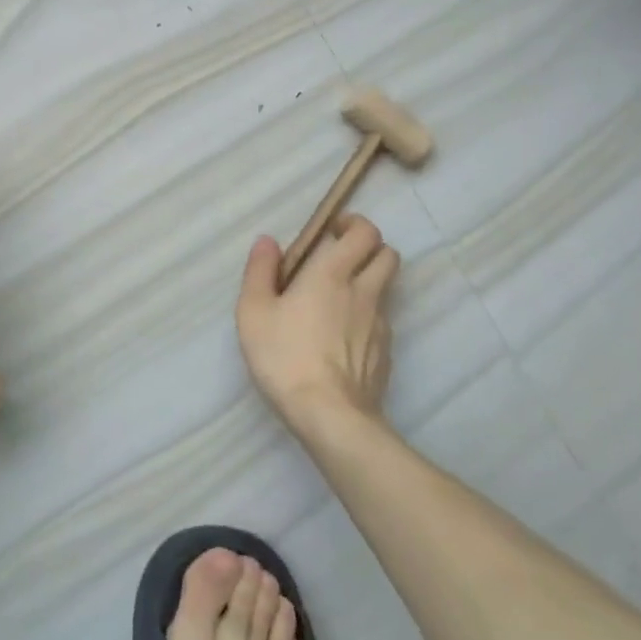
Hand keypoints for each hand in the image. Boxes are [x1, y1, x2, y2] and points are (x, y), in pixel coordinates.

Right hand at [236, 215, 399, 435]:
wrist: (329, 415)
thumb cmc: (284, 356)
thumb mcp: (253, 311)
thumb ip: (259, 271)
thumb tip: (268, 241)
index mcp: (331, 273)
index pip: (364, 232)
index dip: (353, 224)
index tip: (332, 231)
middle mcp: (364, 291)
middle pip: (387, 254)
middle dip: (368, 249)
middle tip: (340, 259)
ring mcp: (380, 324)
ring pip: (387, 288)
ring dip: (369, 282)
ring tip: (339, 299)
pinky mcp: (385, 353)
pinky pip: (382, 322)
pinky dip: (368, 317)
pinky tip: (343, 337)